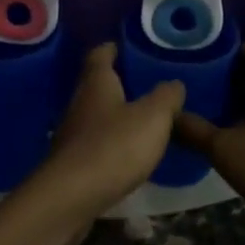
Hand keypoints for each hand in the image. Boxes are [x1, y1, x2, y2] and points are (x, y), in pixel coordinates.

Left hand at [16, 44, 184, 238]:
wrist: (70, 198)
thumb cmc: (113, 146)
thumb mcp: (153, 117)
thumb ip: (166, 97)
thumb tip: (174, 83)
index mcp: (96, 83)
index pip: (100, 54)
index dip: (113, 48)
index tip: (127, 47)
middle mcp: (80, 103)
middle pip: (96, 85)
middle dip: (118, 83)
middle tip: (146, 85)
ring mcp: (72, 135)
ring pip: (95, 116)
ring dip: (115, 116)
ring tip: (143, 121)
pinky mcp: (71, 164)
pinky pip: (94, 144)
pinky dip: (110, 144)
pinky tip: (128, 155)